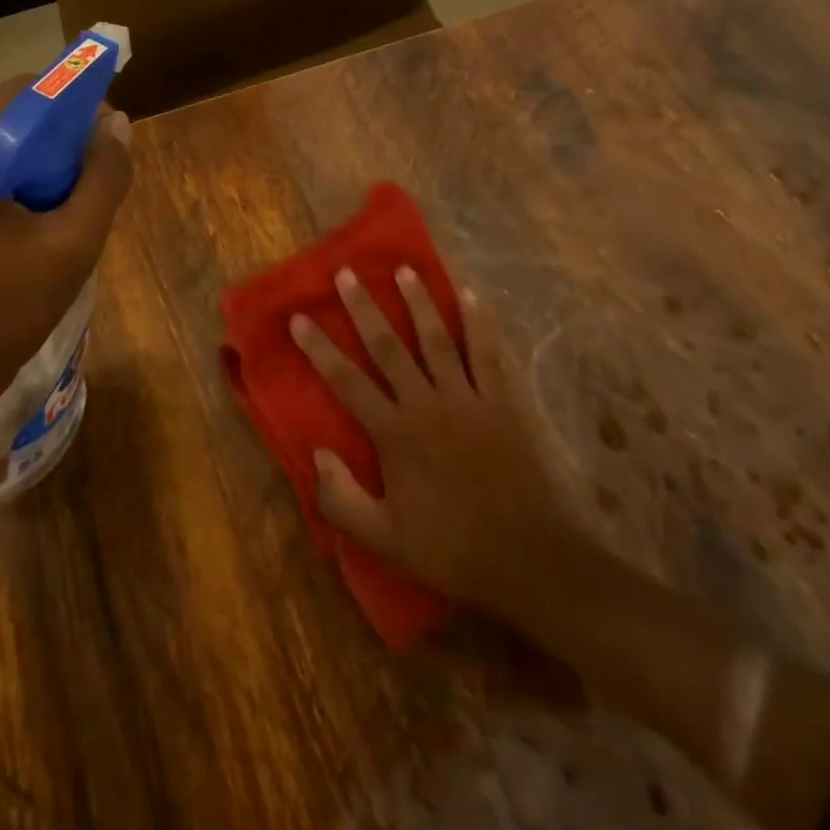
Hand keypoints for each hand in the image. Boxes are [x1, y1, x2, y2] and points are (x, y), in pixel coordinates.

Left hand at [0, 75, 132, 437]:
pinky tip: (44, 214)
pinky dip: (20, 178)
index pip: (23, 92)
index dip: (75, 101)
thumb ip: (103, 178)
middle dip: (60, 135)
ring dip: (42, 159)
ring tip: (75, 198)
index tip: (108, 134)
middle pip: (9, 115)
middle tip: (97, 173)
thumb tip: (118, 124)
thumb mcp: (71, 243)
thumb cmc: (3, 311)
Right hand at [291, 267, 579, 620]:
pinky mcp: (503, 402)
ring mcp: (468, 398)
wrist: (530, 560)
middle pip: (388, 346)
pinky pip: (488, 353)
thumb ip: (341, 499)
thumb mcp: (385, 541)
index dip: (319, 348)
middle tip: (347, 273)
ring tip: (406, 269)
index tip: (299, 317)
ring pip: (437, 339)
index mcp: (395, 434)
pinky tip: (471, 294)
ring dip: (419, 302)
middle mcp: (427, 404)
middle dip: (364, 307)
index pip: (347, 381)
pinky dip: (480, 322)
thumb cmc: (452, 550)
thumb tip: (317, 452)